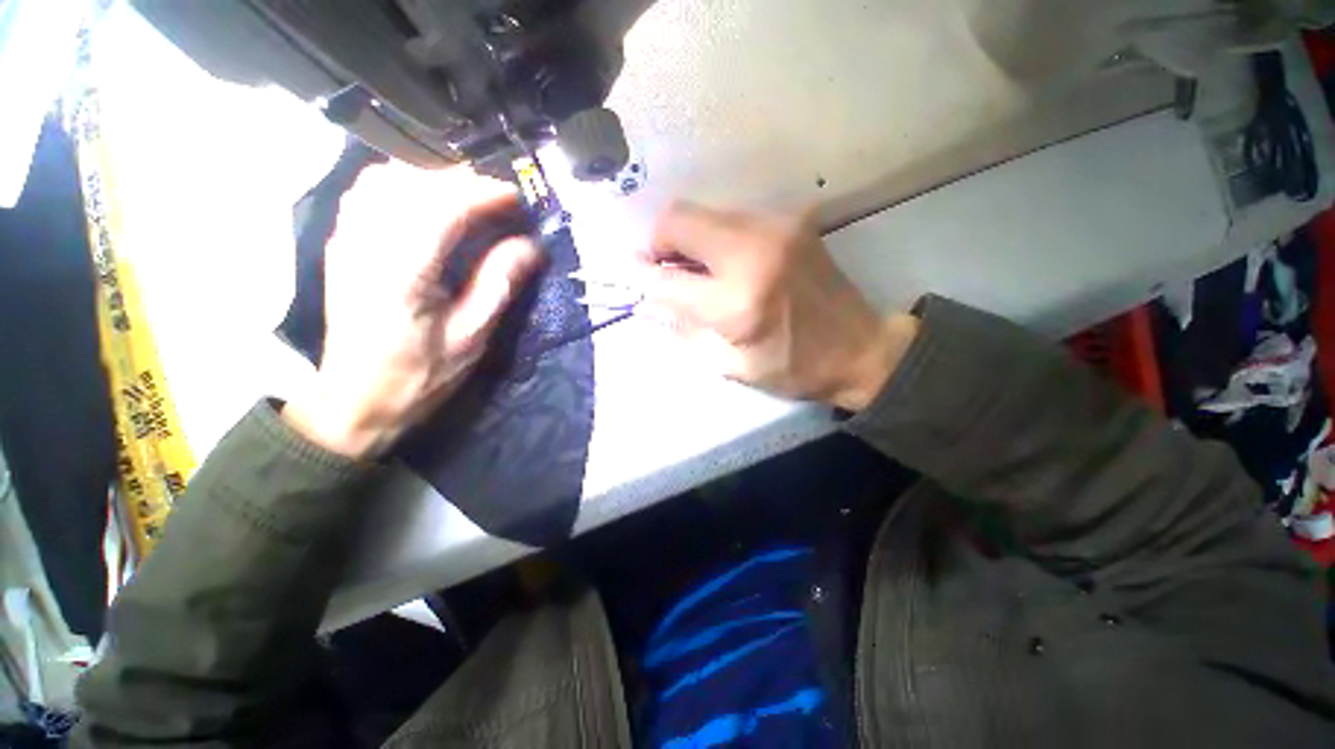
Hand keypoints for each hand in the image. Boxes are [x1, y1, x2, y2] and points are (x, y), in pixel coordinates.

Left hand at [284, 163, 541, 458]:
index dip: (484, 193)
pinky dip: (403, 186)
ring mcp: (346, 241)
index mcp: (401, 273)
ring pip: (385, 179)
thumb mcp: (471, 337)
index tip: (518, 197)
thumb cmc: (419, 376)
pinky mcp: (341, 246)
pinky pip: (368, 193)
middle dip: (462, 181)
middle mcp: (365, 245)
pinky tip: (428, 203)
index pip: (442, 208)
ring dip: (432, 179)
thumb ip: (498, 284)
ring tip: (468, 197)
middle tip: (500, 198)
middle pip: (412, 183)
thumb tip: (531, 247)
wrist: (355, 402)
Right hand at [637, 203, 917, 411]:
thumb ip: (686, 329)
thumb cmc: (793, 368)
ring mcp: (775, 228)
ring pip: (704, 212)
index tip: (634, 275)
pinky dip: (716, 236)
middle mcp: (753, 252)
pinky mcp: (791, 220)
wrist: (860, 348)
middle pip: (679, 218)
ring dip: (689, 238)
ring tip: (698, 269)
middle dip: (659, 242)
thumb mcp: (733, 365)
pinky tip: (727, 262)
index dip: (642, 274)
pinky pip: (732, 216)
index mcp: (738, 303)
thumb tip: (650, 300)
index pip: (667, 277)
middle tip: (666, 269)